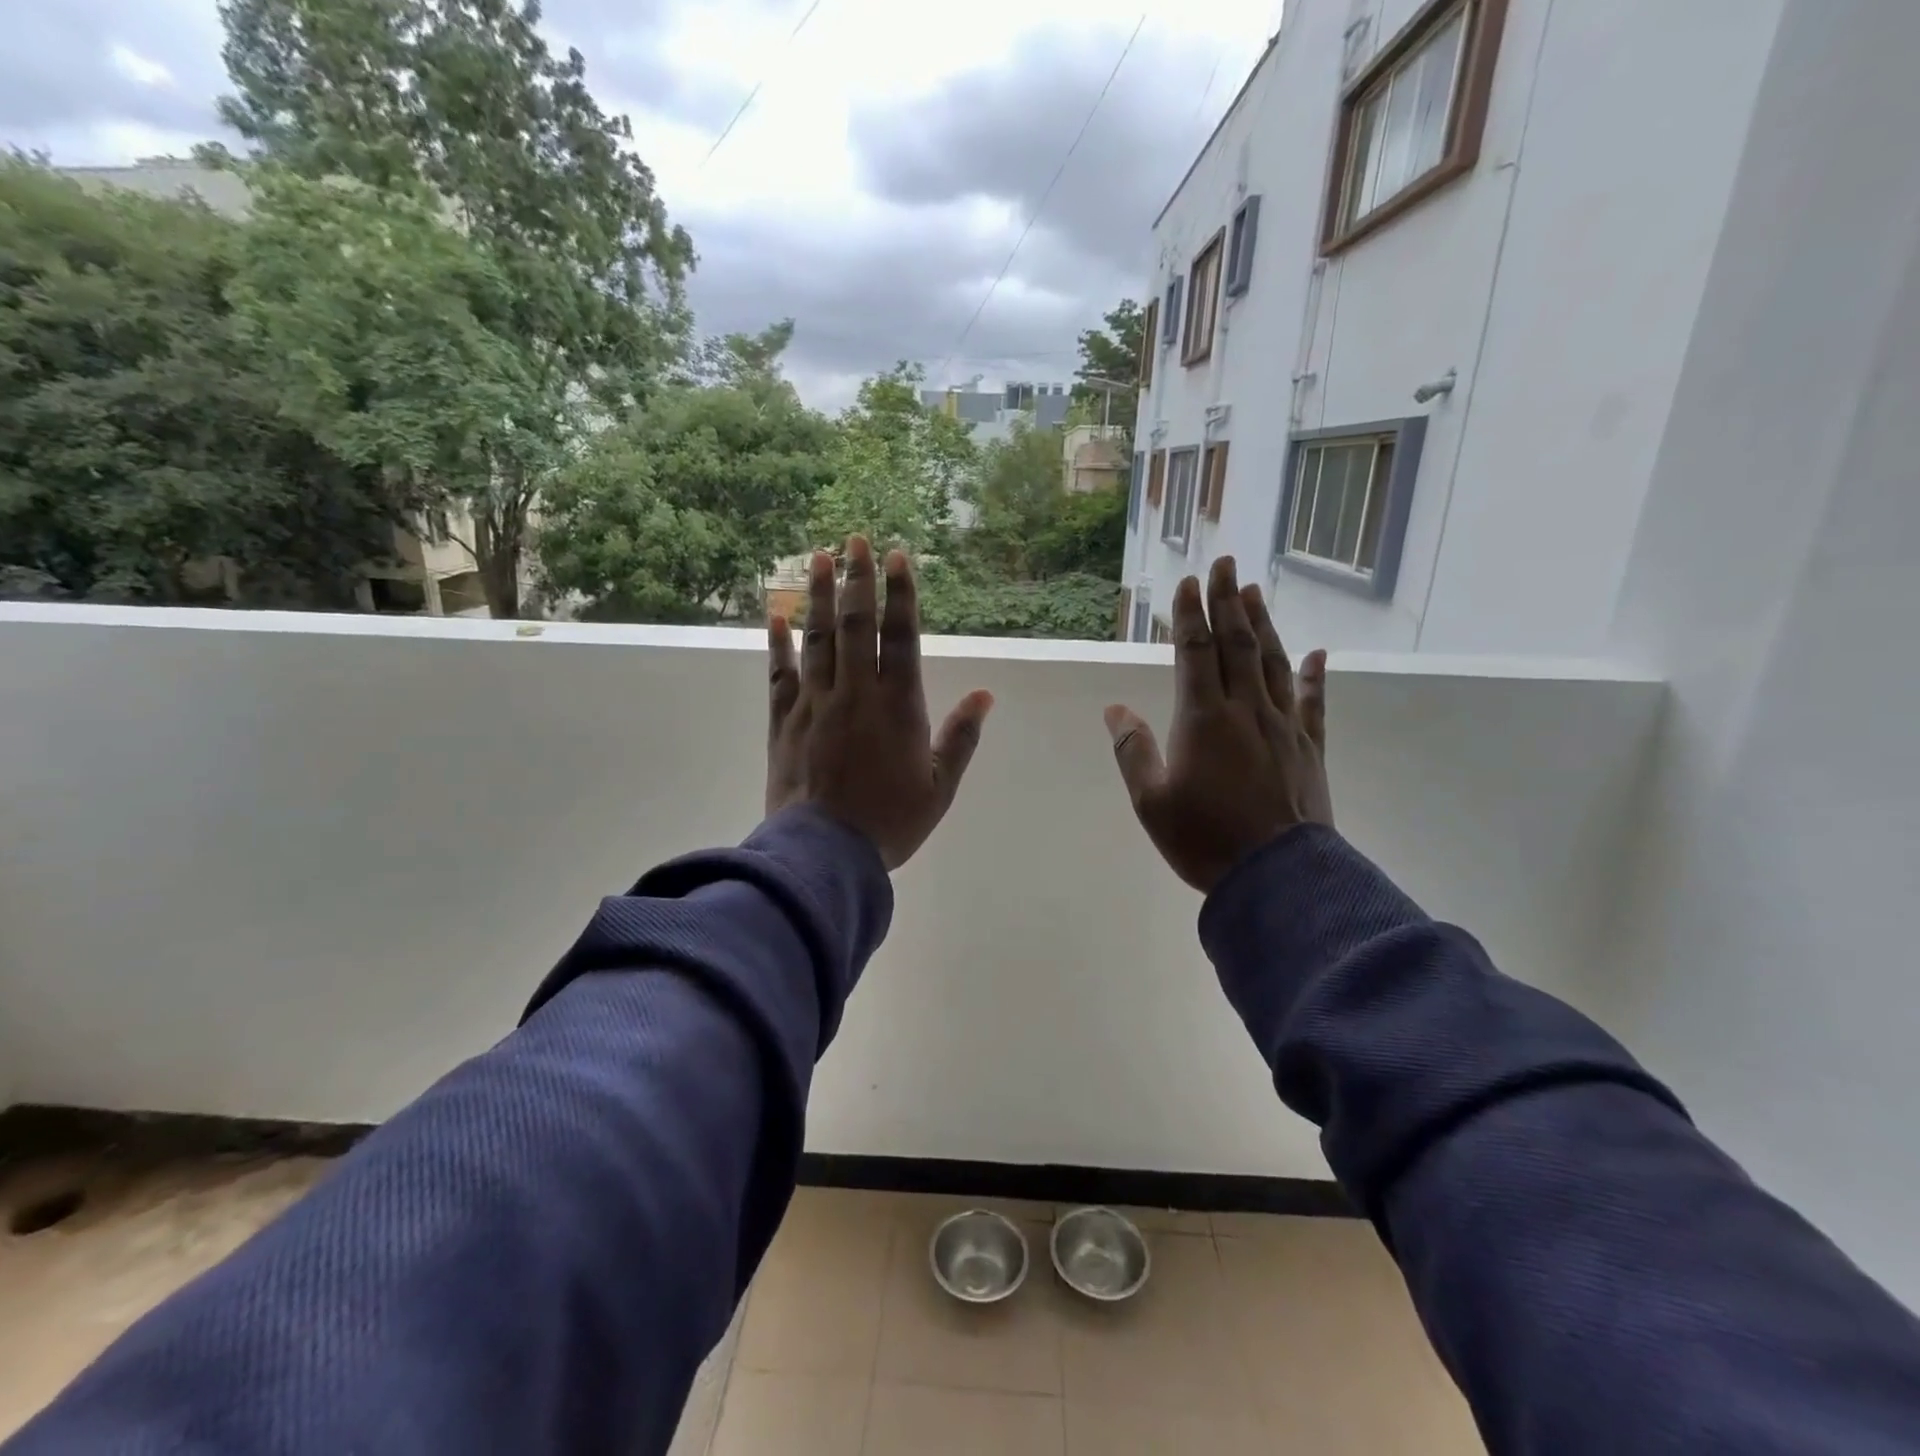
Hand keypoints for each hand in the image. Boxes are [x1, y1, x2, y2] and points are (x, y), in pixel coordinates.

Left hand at [767, 536, 994, 870]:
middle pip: (856, 625)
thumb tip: (986, 695)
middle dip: (857, 579)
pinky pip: (780, 674)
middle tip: (854, 539)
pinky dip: (778, 642)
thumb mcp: (939, 786)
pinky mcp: (784, 721)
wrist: (824, 853)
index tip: (897, 556)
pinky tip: (776, 614)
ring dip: (819, 596)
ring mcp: (815, 704)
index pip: (900, 637)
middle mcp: (855, 693)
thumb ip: (961, 737)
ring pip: (818, 639)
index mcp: (898, 706)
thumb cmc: (890, 822)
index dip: (900, 594)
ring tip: (818, 557)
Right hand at [1104, 558, 1330, 893]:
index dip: (1190, 615)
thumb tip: (1115, 709)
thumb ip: (1132, 750)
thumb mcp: (1151, 801)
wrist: (1278, 877)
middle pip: (1237, 644)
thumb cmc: (1205, 839)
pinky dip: (1315, 675)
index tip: (1188, 582)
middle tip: (1225, 563)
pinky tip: (1317, 653)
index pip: (1195, 652)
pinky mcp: (1309, 748)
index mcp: (1203, 719)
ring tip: (1254, 592)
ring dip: (1261, 624)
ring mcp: (1283, 726)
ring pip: (1272, 662)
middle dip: (1227, 602)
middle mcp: (1246, 710)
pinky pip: (1313, 702)